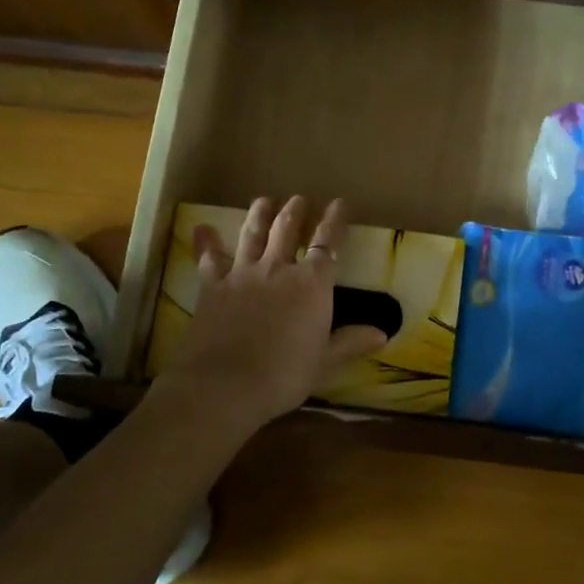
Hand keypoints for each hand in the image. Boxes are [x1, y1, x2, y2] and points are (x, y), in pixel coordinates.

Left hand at [158, 196, 388, 428]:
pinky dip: (206, 242)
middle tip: (299, 199)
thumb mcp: (324, 362)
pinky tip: (201, 228)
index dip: (334, 221)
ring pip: (252, 234)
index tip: (339, 203)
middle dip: (295, 210)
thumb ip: (350, 343)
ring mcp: (242, 274)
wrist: (226, 384)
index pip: (327, 244)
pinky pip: (209, 259)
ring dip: (259, 214)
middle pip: (287, 229)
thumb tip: (382, 334)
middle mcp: (278, 269)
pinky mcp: (212, 286)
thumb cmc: (284, 375)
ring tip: (264, 200)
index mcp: (311, 285)